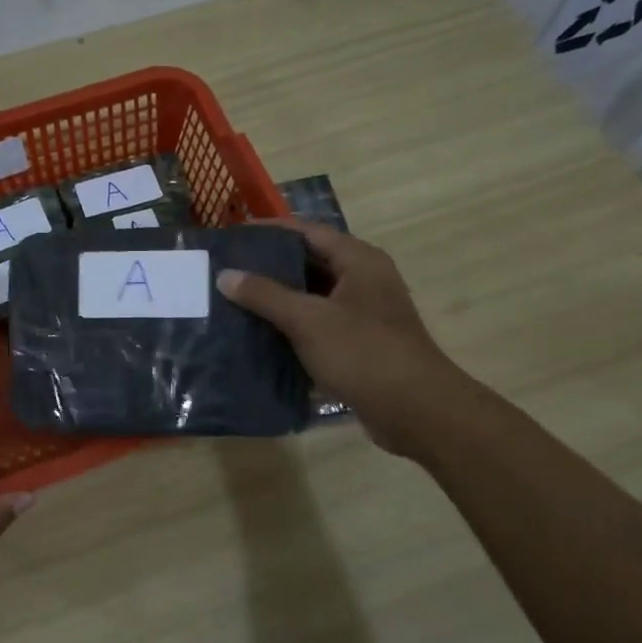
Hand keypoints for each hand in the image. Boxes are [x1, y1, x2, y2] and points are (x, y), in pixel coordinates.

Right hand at [218, 221, 459, 456]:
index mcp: (359, 261)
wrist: (415, 411)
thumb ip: (266, 295)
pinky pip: (317, 328)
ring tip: (234, 303)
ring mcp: (362, 315)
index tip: (233, 236)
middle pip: (309, 264)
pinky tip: (259, 338)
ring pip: (312, 299)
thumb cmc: (363, 353)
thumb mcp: (308, 320)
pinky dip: (291, 330)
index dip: (270, 231)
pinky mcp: (358, 346)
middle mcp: (363, 281)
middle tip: (227, 271)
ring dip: (278, 301)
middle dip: (269, 268)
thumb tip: (225, 275)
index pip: (307, 232)